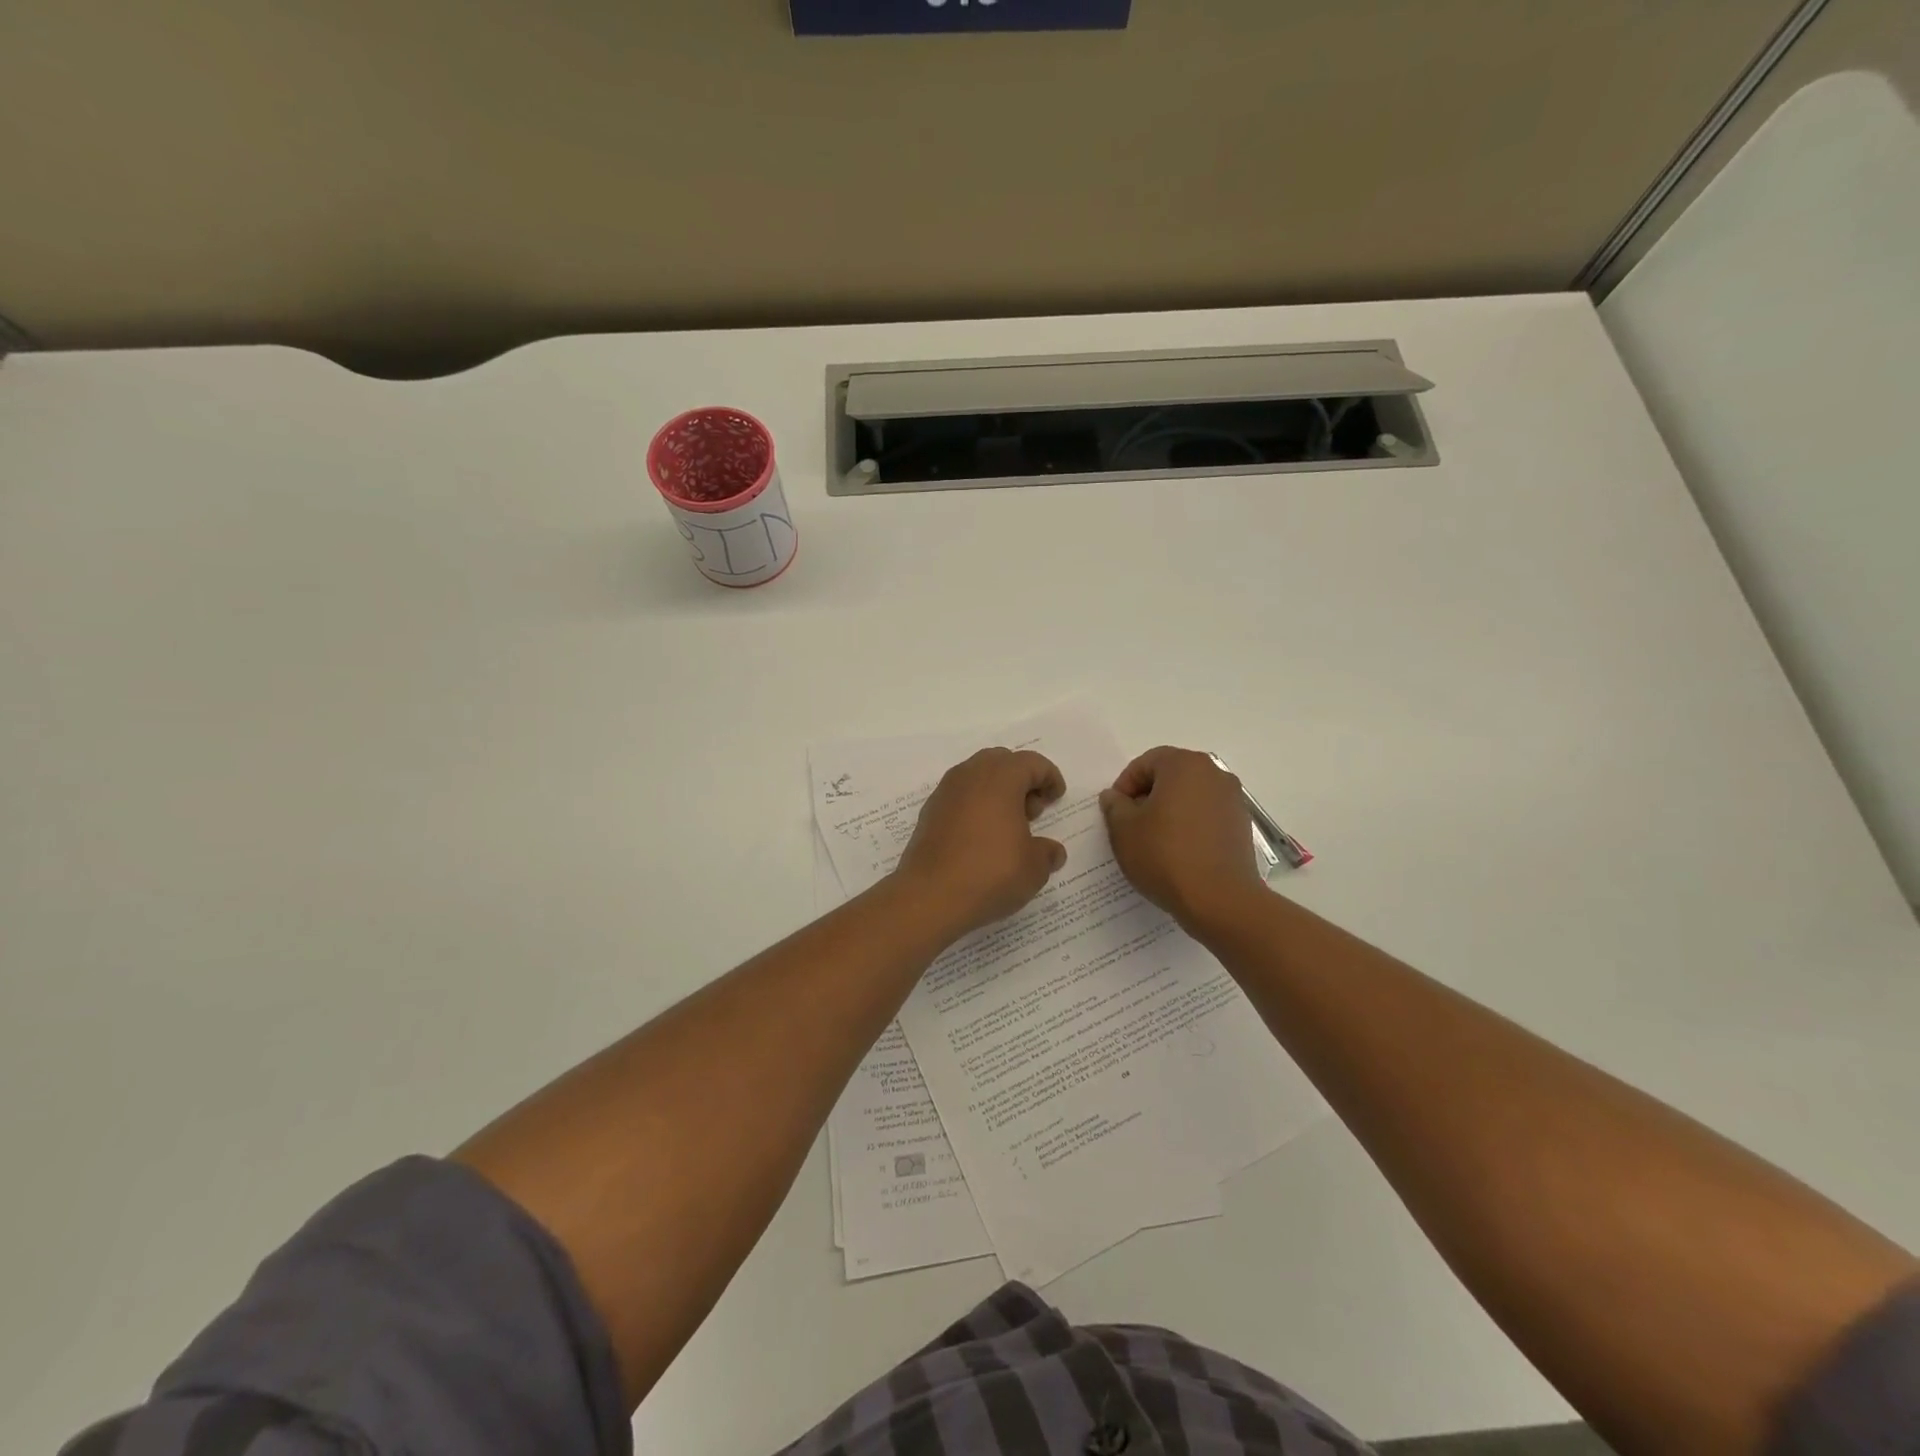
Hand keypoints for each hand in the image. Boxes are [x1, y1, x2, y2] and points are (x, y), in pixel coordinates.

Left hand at [894, 749, 1068, 937]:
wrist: (930, 896)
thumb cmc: (990, 873)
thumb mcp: (1034, 868)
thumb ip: (1047, 853)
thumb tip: (1051, 851)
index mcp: (1000, 778)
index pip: (1032, 763)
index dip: (1049, 777)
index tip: (1056, 799)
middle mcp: (970, 775)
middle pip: (1001, 762)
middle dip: (1021, 780)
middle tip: (1032, 811)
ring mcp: (945, 792)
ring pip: (977, 777)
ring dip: (997, 792)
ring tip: (1008, 827)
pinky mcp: (929, 813)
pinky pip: (959, 797)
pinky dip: (975, 806)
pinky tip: (982, 838)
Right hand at [1099, 746, 1262, 930]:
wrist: (1220, 900)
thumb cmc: (1165, 856)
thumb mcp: (1124, 829)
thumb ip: (1114, 806)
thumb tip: (1115, 797)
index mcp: (1184, 764)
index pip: (1145, 763)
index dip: (1124, 786)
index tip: (1115, 813)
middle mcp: (1214, 773)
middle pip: (1170, 776)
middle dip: (1147, 797)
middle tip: (1131, 826)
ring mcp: (1233, 799)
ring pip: (1190, 797)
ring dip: (1169, 812)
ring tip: (1154, 842)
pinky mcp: (1241, 826)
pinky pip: (1207, 816)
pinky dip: (1190, 827)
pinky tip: (1178, 853)